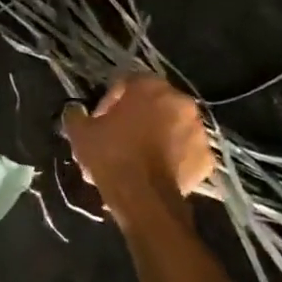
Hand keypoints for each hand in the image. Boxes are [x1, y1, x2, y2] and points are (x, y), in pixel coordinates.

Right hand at [61, 76, 214, 212]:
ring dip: (158, 135)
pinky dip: (174, 157)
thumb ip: (76, 115)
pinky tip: (154, 170)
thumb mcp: (80, 133)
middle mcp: (180, 102)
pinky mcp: (206, 158)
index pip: (127, 83)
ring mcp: (198, 130)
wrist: (143, 198)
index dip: (110, 101)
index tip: (99, 120)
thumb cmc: (111, 156)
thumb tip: (75, 111)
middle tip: (119, 136)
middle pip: (154, 103)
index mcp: (150, 87)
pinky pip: (186, 151)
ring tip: (137, 156)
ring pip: (173, 127)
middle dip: (137, 116)